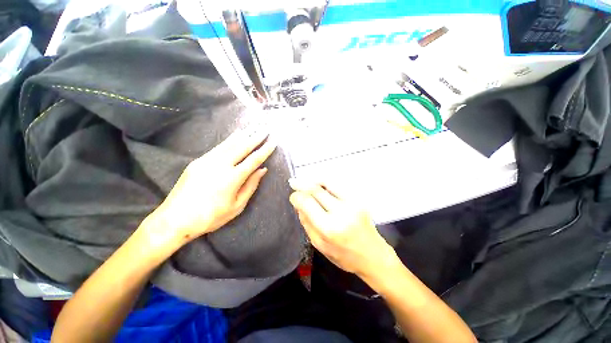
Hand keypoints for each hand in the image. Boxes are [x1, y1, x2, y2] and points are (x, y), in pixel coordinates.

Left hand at [150, 128, 275, 243]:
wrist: (175, 219)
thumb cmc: (210, 217)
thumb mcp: (237, 206)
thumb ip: (251, 186)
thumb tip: (262, 170)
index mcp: (232, 178)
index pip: (254, 159)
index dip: (265, 150)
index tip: (273, 141)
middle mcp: (221, 165)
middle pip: (243, 146)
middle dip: (256, 137)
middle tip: (266, 129)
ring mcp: (208, 160)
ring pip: (230, 143)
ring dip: (244, 134)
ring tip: (254, 127)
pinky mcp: (198, 161)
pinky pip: (219, 147)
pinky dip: (230, 139)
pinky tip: (236, 135)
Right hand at [288, 180, 396, 277]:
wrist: (373, 256)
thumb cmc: (344, 256)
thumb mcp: (319, 245)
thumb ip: (307, 223)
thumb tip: (299, 204)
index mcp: (329, 228)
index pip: (307, 203)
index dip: (296, 196)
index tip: (292, 196)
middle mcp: (341, 212)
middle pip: (316, 190)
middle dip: (302, 184)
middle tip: (293, 183)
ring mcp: (352, 203)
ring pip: (327, 182)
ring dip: (313, 180)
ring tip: (305, 182)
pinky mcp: (358, 199)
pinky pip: (337, 185)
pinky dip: (325, 182)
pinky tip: (319, 185)